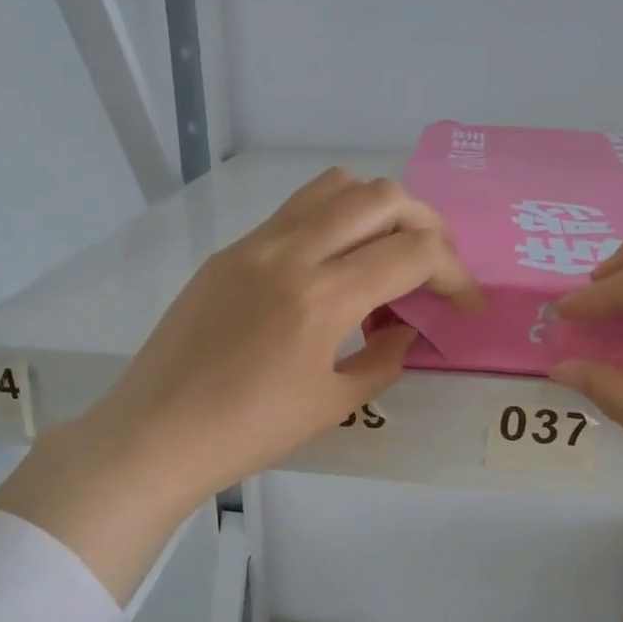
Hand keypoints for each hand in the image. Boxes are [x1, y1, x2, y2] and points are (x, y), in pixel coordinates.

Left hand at [0, 169, 479, 599]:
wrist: (157, 433)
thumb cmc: (248, 433)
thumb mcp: (332, 404)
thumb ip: (383, 359)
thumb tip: (405, 329)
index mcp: (322, 298)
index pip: (413, 253)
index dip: (455, 274)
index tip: (465, 304)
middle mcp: (290, 253)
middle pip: (380, 198)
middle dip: (427, 224)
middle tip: (437, 264)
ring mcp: (254, 245)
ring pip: (333, 188)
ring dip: (377, 209)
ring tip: (387, 251)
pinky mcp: (228, 253)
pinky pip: (294, 213)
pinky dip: (332, 222)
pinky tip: (333, 266)